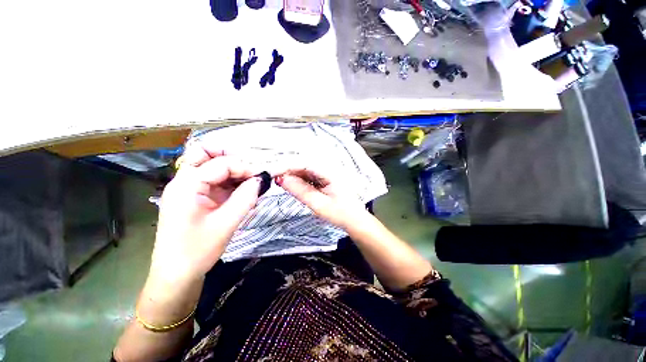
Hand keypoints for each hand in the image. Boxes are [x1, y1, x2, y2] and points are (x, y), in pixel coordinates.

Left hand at [150, 152, 260, 283]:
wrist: (176, 275)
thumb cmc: (197, 251)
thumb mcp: (226, 224)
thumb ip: (246, 198)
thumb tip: (261, 179)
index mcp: (186, 186)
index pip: (220, 164)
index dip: (244, 167)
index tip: (262, 177)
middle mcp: (184, 182)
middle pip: (205, 154)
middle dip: (231, 157)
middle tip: (250, 170)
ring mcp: (188, 189)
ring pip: (211, 166)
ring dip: (232, 169)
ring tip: (250, 182)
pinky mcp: (195, 197)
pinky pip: (214, 180)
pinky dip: (230, 181)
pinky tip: (242, 190)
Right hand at [276, 166, 367, 228]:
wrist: (355, 220)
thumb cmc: (340, 214)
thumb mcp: (318, 204)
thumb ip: (300, 191)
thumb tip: (282, 179)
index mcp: (329, 172)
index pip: (303, 163)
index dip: (287, 167)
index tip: (272, 174)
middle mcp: (328, 169)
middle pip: (304, 165)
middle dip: (288, 171)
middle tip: (274, 180)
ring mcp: (327, 174)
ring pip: (306, 171)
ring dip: (293, 176)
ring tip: (281, 184)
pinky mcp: (326, 179)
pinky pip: (310, 177)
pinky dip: (300, 181)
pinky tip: (294, 187)